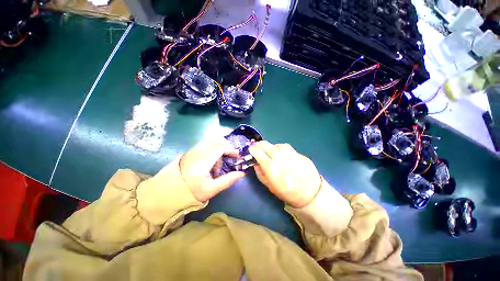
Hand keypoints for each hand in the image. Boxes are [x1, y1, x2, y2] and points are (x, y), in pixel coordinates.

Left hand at [180, 139, 244, 201]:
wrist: (168, 192)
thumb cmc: (191, 192)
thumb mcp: (212, 189)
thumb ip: (228, 180)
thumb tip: (242, 173)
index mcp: (202, 161)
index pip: (220, 147)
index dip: (231, 150)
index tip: (236, 156)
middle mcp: (197, 152)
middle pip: (216, 141)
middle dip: (226, 147)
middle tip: (230, 157)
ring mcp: (193, 150)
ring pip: (211, 142)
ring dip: (219, 148)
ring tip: (218, 164)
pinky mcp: (190, 151)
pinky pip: (205, 145)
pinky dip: (212, 149)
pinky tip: (211, 162)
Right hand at [249, 141, 321, 207]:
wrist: (311, 193)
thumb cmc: (288, 193)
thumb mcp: (271, 187)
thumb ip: (261, 174)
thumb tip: (255, 161)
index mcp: (279, 179)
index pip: (265, 161)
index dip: (256, 153)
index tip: (251, 149)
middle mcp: (288, 167)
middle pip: (273, 151)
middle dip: (261, 145)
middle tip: (256, 144)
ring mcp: (297, 160)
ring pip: (280, 147)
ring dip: (270, 145)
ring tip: (266, 148)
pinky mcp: (302, 156)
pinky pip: (287, 148)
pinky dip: (279, 147)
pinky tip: (278, 151)